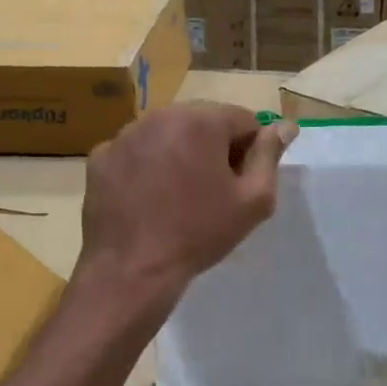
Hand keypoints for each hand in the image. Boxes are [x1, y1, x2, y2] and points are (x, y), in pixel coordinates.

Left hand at [78, 104, 295, 305]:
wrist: (132, 270)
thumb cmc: (199, 234)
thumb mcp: (252, 200)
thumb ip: (270, 155)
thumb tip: (285, 126)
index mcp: (201, 120)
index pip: (243, 119)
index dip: (250, 149)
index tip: (242, 181)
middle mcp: (160, 115)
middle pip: (202, 121)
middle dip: (214, 147)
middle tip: (213, 191)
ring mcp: (125, 135)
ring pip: (167, 134)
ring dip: (179, 153)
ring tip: (179, 196)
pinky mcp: (101, 157)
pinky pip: (136, 152)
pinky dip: (146, 166)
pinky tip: (148, 199)